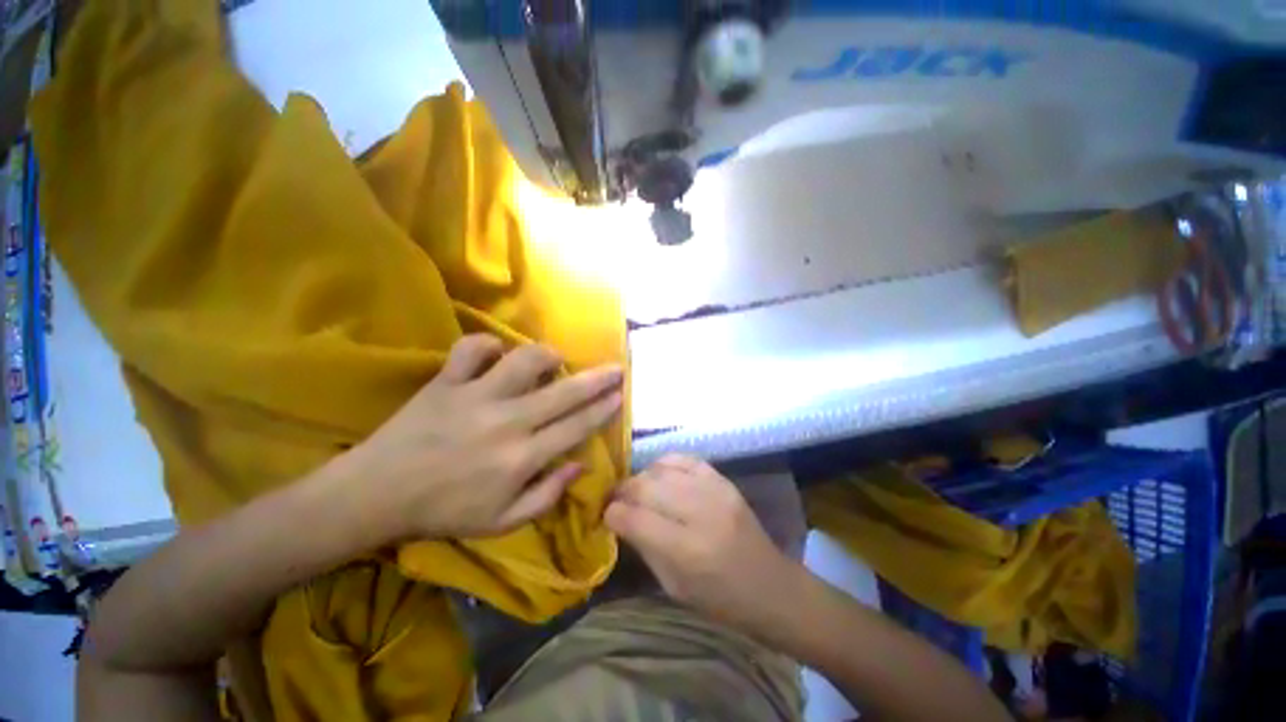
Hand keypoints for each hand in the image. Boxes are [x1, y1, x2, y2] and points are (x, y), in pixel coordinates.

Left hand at [340, 334, 623, 540]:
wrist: (376, 495)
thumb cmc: (444, 512)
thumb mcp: (502, 522)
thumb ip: (547, 496)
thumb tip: (580, 464)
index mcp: (521, 458)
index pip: (577, 426)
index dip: (604, 408)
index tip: (622, 394)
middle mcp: (507, 422)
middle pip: (565, 392)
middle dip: (598, 378)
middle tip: (617, 367)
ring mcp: (475, 396)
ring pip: (525, 361)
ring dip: (547, 356)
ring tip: (555, 360)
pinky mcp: (446, 381)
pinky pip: (471, 349)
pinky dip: (488, 345)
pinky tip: (496, 354)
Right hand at [605, 455, 803, 630]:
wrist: (770, 585)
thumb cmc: (719, 598)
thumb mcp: (674, 586)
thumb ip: (644, 547)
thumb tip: (620, 518)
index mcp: (686, 550)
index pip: (634, 518)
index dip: (612, 513)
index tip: (605, 514)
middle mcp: (699, 513)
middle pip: (645, 486)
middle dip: (623, 491)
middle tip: (616, 499)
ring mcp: (714, 491)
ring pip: (661, 469)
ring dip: (642, 477)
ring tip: (638, 489)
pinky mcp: (723, 480)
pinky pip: (685, 458)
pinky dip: (666, 464)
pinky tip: (660, 475)